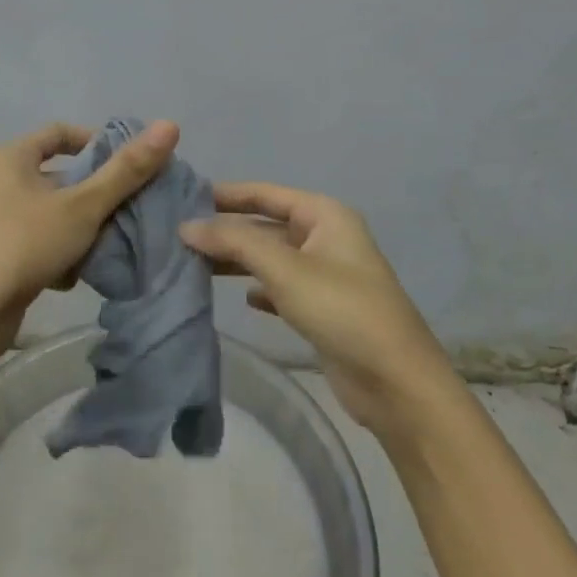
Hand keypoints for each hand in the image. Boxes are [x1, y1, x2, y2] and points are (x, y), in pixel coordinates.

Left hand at [0, 120, 180, 353]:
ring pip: (43, 213)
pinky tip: (67, 277)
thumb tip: (170, 125)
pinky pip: (28, 241)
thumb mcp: (83, 206)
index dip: (96, 142)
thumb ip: (127, 170)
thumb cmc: (24, 245)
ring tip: (99, 249)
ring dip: (73, 229)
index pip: (58, 134)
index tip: (126, 164)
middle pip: (53, 177)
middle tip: (121, 211)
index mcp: (7, 158)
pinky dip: (51, 253)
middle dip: (89, 196)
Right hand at [181, 183, 454, 435]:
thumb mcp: (285, 268)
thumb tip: (186, 226)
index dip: (226, 194)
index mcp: (324, 215)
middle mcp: (326, 237)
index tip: (184, 198)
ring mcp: (326, 274)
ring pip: (271, 258)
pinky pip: (282, 287)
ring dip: (238, 260)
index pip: (266, 193)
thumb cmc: (342, 309)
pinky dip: (260, 289)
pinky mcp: (323, 308)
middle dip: (227, 230)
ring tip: (194, 264)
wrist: (396, 383)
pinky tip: (241, 298)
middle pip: (266, 225)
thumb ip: (234, 242)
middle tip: (180, 235)